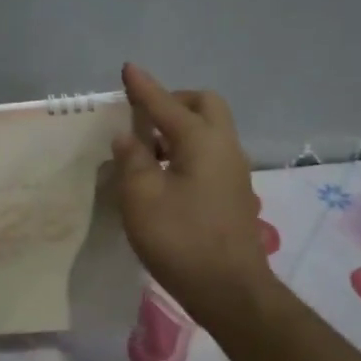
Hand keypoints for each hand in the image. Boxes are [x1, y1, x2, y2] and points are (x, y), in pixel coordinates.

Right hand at [112, 63, 279, 321]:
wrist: (231, 292)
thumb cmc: (181, 240)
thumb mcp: (141, 198)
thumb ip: (132, 160)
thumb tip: (129, 138)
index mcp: (201, 142)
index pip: (166, 104)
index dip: (143, 87)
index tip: (127, 68)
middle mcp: (224, 148)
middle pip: (204, 105)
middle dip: (173, 100)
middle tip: (143, 115)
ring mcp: (233, 171)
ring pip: (209, 129)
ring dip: (180, 126)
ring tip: (147, 147)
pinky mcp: (233, 193)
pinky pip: (209, 152)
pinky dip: (187, 148)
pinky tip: (164, 173)